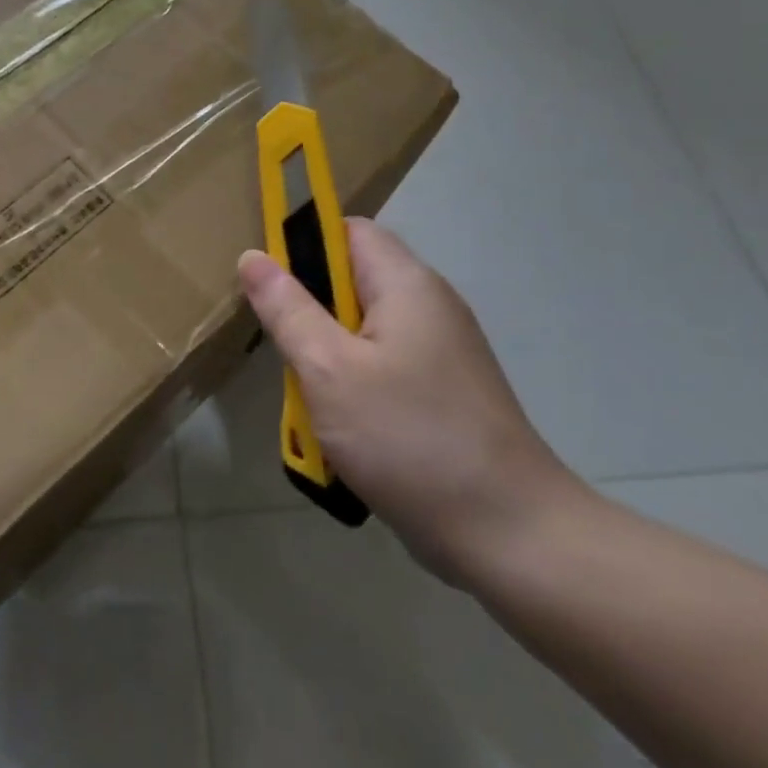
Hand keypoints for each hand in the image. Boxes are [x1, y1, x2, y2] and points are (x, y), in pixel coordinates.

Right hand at [238, 219, 581, 582]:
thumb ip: (287, 308)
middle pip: (353, 281)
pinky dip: (353, 386)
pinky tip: (341, 428)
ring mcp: (441, 353)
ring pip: (362, 330)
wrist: (513, 537)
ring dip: (327, 356)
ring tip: (309, 397)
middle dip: (309, 311)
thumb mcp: (328, 369)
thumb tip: (254, 255)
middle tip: (287, 351)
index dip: (303, 244)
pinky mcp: (443, 394)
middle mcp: (429, 306)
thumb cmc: (409, 438)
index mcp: (407, 284)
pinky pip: (382, 367)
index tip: (270, 285)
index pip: (347, 230)